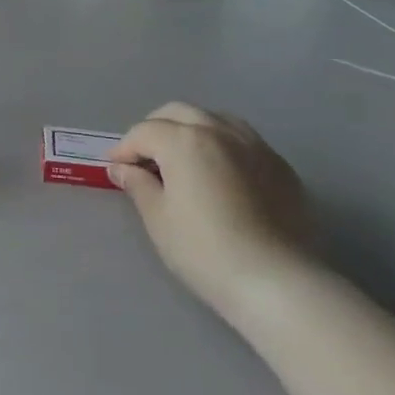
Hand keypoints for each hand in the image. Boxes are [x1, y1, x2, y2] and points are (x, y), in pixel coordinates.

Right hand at [108, 104, 309, 315]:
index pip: (144, 132)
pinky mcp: (279, 165)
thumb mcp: (159, 219)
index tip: (115, 169)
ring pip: (214, 119)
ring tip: (182, 160)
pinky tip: (219, 174)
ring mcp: (254, 145)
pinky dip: (221, 145)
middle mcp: (220, 131)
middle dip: (155, 129)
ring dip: (190, 129)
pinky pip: (242, 140)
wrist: (276, 281)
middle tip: (144, 159)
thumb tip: (122, 168)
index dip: (124, 149)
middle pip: (178, 113)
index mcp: (185, 140)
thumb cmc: (204, 251)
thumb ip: (138, 185)